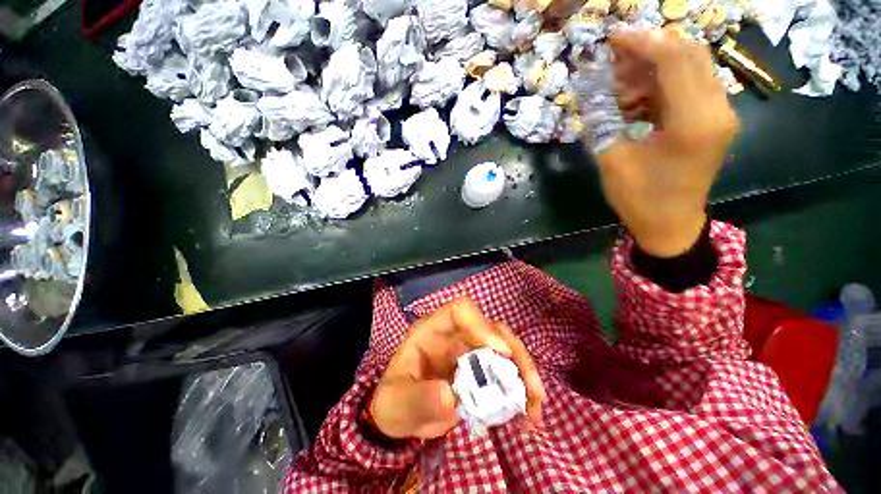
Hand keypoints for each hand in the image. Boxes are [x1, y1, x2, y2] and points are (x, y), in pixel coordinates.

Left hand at [369, 299, 545, 439]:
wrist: (402, 417)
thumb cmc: (395, 400)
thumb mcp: (396, 402)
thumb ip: (417, 398)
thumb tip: (450, 397)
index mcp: (434, 330)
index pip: (461, 310)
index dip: (481, 324)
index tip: (499, 352)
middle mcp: (457, 335)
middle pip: (493, 329)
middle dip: (516, 355)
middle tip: (531, 390)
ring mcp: (471, 353)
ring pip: (506, 350)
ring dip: (525, 376)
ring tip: (535, 408)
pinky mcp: (481, 372)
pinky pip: (506, 374)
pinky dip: (520, 392)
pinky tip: (527, 415)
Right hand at [597, 28, 739, 256]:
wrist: (670, 225)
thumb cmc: (639, 199)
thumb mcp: (612, 161)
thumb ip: (602, 120)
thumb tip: (590, 89)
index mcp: (694, 121)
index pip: (675, 60)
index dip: (641, 43)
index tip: (612, 38)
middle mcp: (717, 110)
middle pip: (688, 55)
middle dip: (648, 50)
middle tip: (613, 59)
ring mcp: (720, 114)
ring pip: (690, 68)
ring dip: (653, 67)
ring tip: (619, 83)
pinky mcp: (713, 120)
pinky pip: (690, 87)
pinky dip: (661, 83)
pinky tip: (636, 97)